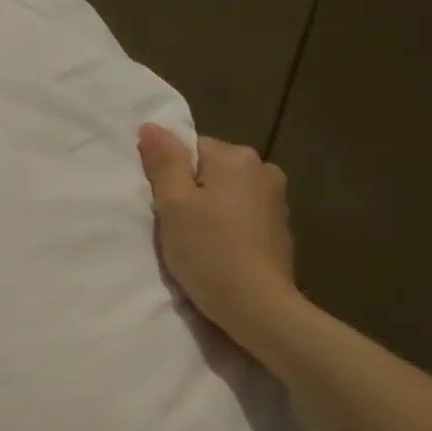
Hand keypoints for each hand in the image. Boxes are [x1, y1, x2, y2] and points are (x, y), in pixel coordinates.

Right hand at [137, 124, 297, 341]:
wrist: (256, 304)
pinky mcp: (280, 228)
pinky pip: (242, 215)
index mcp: (236, 157)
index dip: (171, 176)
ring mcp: (276, 199)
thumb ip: (163, 162)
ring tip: (198, 243)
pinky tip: (220, 252)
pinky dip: (228, 227)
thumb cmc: (207, 250)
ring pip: (227, 194)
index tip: (165, 207)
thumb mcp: (173, 204)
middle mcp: (263, 169)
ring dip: (210, 210)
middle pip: (210, 170)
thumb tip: (152, 126)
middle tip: (177, 228)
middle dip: (191, 193)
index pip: (191, 148)